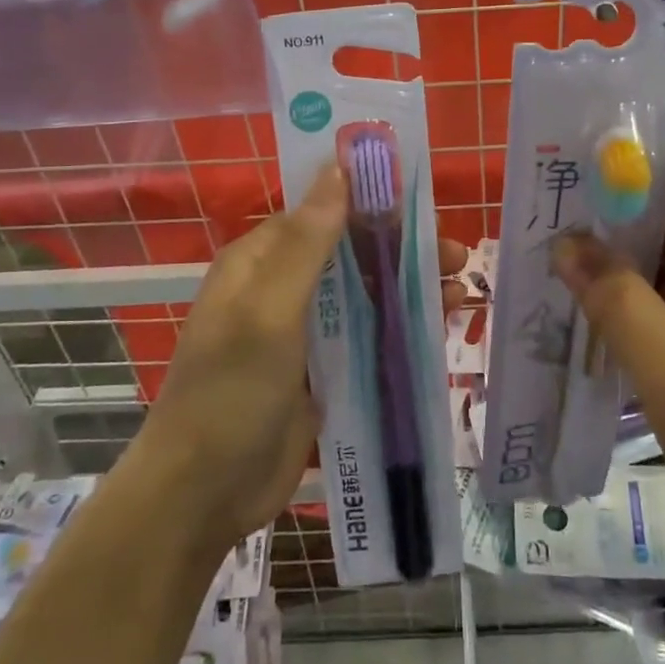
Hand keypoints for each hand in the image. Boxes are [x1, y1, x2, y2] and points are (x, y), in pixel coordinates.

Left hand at [138, 164, 468, 553]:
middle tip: (455, 252)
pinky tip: (439, 322)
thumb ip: (307, 243)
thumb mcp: (268, 311)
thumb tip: (337, 168)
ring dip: (408, 284)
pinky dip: (400, 323)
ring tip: (460, 286)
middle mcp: (281, 287)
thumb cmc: (231, 393)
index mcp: (260, 261)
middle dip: (401, 247)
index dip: (370, 203)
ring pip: (364, 292)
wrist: (204, 495)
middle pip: (350, 251)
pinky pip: (366, 334)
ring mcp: (302, 331)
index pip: (322, 212)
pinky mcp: (321, 370)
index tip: (421, 203)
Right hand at [552, 119, 664, 564]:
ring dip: (611, 219)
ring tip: (545, 219)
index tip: (569, 144)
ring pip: (664, 216)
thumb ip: (617, 302)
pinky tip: (576, 268)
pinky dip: (623, 258)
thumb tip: (562, 242)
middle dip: (610, 178)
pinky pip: (664, 256)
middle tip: (542, 185)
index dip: (635, 136)